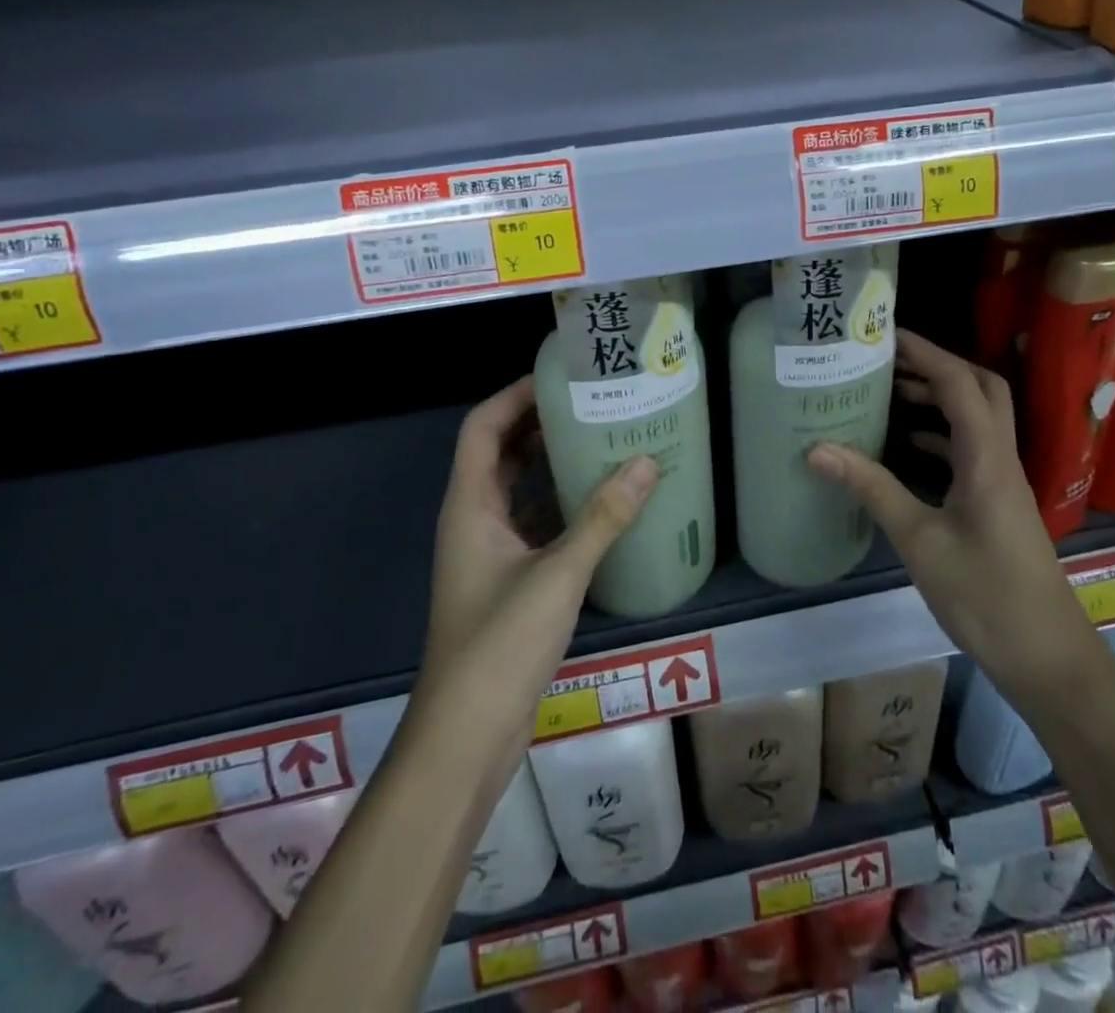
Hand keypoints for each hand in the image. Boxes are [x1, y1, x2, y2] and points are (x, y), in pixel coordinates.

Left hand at [419, 377, 658, 744]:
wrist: (467, 736)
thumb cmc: (499, 645)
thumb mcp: (558, 575)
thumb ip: (603, 518)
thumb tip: (647, 462)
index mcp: (470, 506)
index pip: (483, 427)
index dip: (514, 396)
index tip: (559, 377)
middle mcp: (474, 520)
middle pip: (501, 452)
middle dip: (539, 423)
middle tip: (592, 402)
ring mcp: (490, 552)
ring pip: (519, 489)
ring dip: (552, 464)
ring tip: (603, 440)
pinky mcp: (508, 580)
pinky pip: (534, 524)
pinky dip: (561, 506)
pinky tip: (602, 504)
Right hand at [808, 332, 1091, 694]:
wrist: (1047, 658)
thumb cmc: (985, 596)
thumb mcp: (920, 540)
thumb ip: (871, 488)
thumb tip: (816, 448)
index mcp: (987, 457)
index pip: (959, 383)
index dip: (924, 352)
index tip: (884, 334)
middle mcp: (1000, 458)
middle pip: (980, 390)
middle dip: (937, 366)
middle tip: (889, 361)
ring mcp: (1002, 481)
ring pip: (976, 419)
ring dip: (939, 398)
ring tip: (889, 393)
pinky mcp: (997, 503)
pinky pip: (969, 450)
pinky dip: (939, 436)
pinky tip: (906, 448)